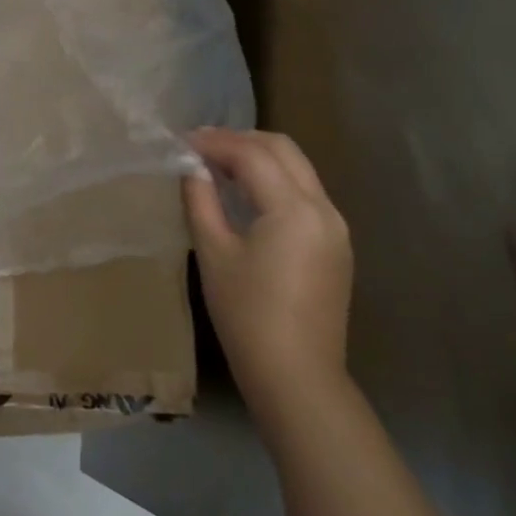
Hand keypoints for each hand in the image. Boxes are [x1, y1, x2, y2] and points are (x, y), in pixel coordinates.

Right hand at [183, 128, 354, 426]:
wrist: (296, 375)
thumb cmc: (247, 315)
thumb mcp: (213, 253)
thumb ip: (200, 200)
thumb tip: (190, 167)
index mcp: (294, 209)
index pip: (252, 154)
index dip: (213, 142)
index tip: (179, 141)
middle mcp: (324, 208)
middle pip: (283, 150)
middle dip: (239, 140)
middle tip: (198, 146)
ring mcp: (335, 226)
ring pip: (297, 168)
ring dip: (258, 157)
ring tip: (216, 164)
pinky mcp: (335, 244)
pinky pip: (304, 193)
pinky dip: (273, 180)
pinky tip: (244, 194)